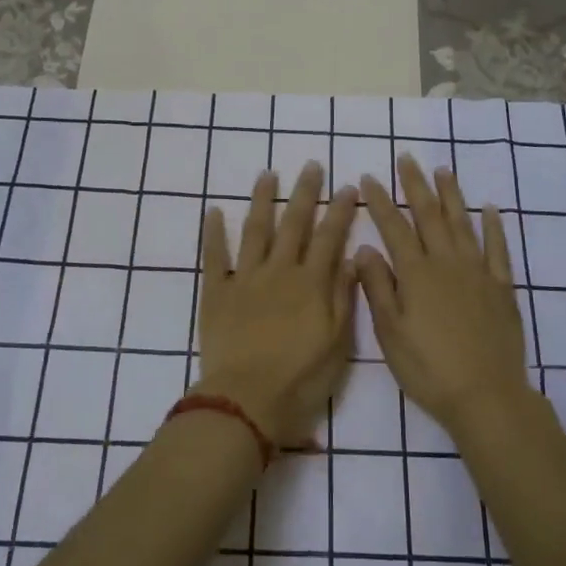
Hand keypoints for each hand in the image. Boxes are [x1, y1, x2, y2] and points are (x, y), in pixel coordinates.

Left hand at [196, 164, 358, 448]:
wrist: (246, 401)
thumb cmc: (301, 379)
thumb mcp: (338, 343)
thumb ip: (343, 297)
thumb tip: (351, 257)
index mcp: (311, 284)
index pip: (329, 237)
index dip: (340, 210)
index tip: (348, 186)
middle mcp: (279, 271)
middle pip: (294, 223)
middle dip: (305, 192)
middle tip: (312, 165)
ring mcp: (245, 279)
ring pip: (255, 230)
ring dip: (262, 200)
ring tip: (267, 175)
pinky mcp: (216, 292)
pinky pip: (214, 256)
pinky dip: (213, 233)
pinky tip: (213, 211)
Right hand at [355, 156, 532, 433]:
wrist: (486, 396)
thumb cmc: (428, 368)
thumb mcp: (390, 333)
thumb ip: (377, 288)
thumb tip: (364, 249)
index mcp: (415, 274)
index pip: (393, 227)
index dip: (380, 201)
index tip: (369, 178)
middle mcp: (446, 263)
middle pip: (429, 215)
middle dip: (415, 185)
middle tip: (407, 158)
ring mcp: (478, 272)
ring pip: (463, 223)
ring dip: (452, 195)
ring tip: (443, 170)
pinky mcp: (502, 288)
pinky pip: (498, 249)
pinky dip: (494, 227)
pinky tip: (491, 209)